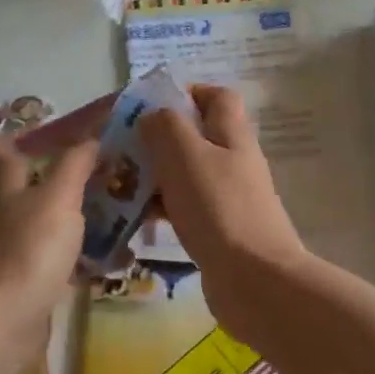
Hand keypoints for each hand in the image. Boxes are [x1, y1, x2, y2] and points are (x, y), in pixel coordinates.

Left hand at [0, 137, 97, 344]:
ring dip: (87, 220)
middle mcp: (6, 214)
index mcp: (6, 186)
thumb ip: (74, 165)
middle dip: (75, 181)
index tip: (63, 134)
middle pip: (38, 188)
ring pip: (54, 225)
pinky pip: (62, 262)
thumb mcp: (56, 198)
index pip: (2, 151)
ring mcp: (15, 251)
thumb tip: (90, 137)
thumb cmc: (26, 252)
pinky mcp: (28, 284)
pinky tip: (117, 261)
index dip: (26, 138)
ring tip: (130, 218)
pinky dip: (87, 258)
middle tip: (117, 175)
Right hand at [138, 85, 306, 328]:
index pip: (218, 97)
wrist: (254, 280)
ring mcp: (229, 198)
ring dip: (157, 175)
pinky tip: (137, 219)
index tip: (150, 106)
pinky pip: (186, 208)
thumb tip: (153, 116)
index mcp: (232, 136)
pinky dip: (163, 207)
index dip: (187, 93)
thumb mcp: (186, 155)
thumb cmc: (218, 209)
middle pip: (198, 136)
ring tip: (120, 183)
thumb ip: (166, 127)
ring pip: (188, 174)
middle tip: (124, 148)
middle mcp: (235, 162)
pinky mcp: (219, 230)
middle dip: (160, 138)